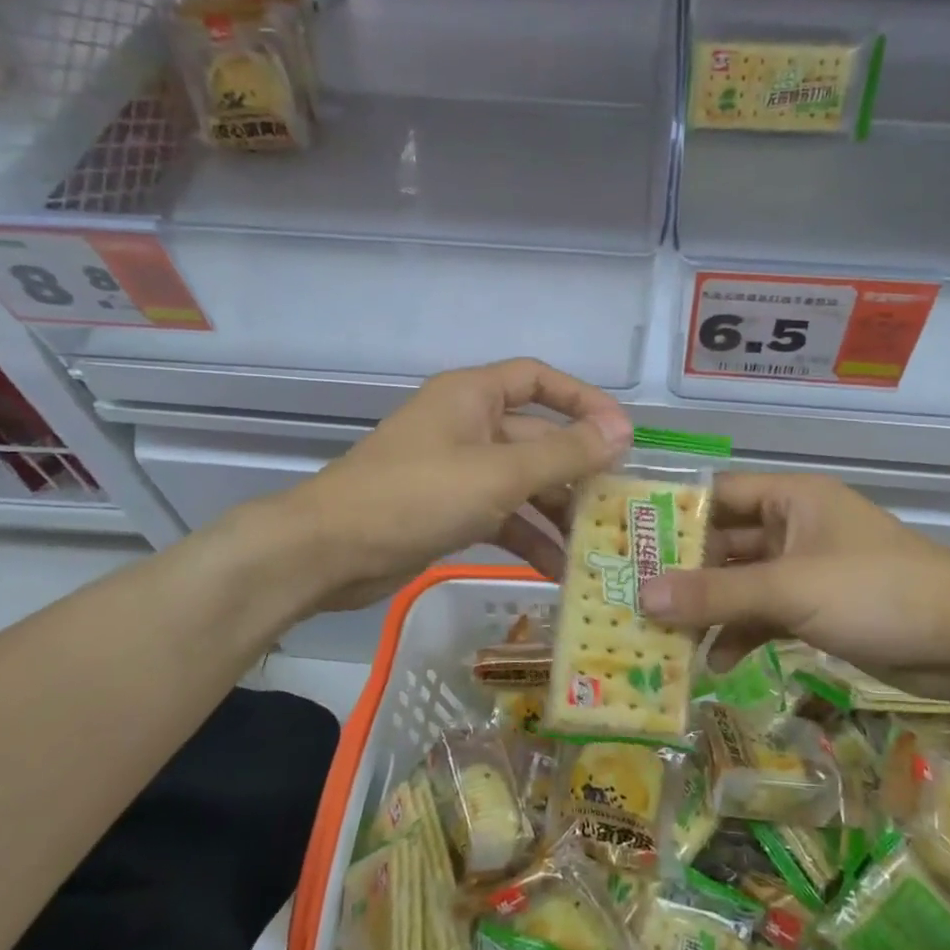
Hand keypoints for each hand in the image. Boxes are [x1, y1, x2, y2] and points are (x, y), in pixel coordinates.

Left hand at [275, 358, 631, 611]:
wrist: (328, 552)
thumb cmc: (416, 495)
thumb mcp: (499, 474)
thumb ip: (564, 454)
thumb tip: (622, 432)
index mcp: (473, 397)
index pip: (539, 380)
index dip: (584, 401)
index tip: (621, 435)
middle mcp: (468, 426)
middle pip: (537, 438)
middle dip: (577, 471)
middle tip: (617, 506)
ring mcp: (458, 470)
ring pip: (522, 483)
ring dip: (556, 512)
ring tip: (595, 546)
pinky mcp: (449, 511)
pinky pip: (502, 516)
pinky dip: (528, 537)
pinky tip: (557, 569)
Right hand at [639, 472, 949, 674]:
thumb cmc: (876, 592)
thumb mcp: (789, 589)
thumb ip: (716, 594)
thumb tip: (642, 597)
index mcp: (791, 499)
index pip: (718, 496)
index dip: (673, 517)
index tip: (627, 543)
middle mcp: (794, 527)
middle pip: (725, 545)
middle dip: (684, 574)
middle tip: (633, 599)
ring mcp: (806, 571)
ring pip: (742, 585)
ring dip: (709, 610)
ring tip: (664, 638)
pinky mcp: (818, 610)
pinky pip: (766, 616)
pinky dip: (741, 634)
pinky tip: (714, 661)